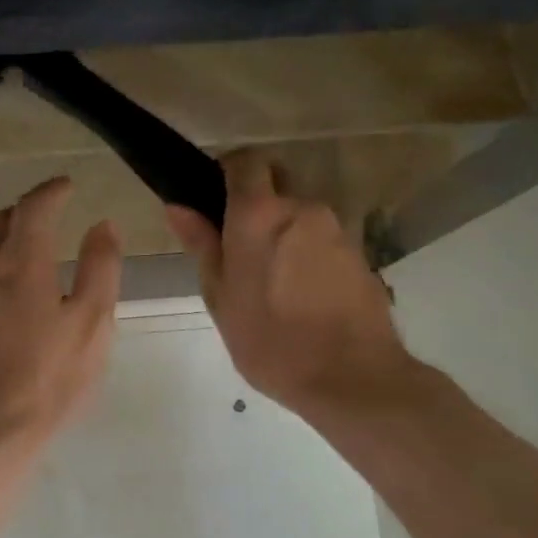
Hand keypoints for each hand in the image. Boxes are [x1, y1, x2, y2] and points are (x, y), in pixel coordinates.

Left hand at [0, 176, 122, 456]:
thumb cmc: (47, 380)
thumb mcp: (92, 324)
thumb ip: (100, 268)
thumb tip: (102, 225)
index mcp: (20, 265)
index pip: (33, 208)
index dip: (51, 191)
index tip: (66, 186)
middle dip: (25, 213)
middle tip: (49, 217)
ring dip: (7, 246)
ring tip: (33, 263)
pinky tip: (9, 310)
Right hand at [166, 152, 412, 417]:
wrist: (352, 377)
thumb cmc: (270, 340)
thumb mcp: (220, 296)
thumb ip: (201, 244)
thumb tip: (178, 205)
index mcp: (259, 213)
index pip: (245, 160)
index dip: (228, 171)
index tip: (214, 198)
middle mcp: (301, 208)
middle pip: (277, 182)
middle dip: (257, 201)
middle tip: (239, 244)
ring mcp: (336, 229)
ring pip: (300, 213)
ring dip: (284, 231)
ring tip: (272, 279)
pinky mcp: (359, 253)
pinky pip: (323, 239)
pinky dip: (308, 252)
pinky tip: (301, 294)